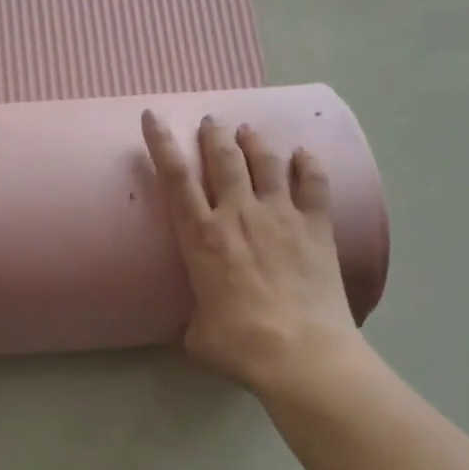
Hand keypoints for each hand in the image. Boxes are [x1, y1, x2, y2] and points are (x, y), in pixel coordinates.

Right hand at [142, 111, 360, 398]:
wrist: (301, 353)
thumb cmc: (240, 344)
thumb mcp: (198, 334)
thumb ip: (194, 318)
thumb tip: (194, 324)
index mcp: (201, 237)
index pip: (174, 177)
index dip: (162, 142)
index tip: (153, 116)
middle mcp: (238, 214)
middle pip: (223, 158)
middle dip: (213, 134)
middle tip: (210, 121)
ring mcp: (280, 216)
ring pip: (265, 162)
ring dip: (253, 141)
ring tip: (247, 130)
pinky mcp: (315, 226)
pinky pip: (313, 183)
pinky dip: (308, 164)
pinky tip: (303, 154)